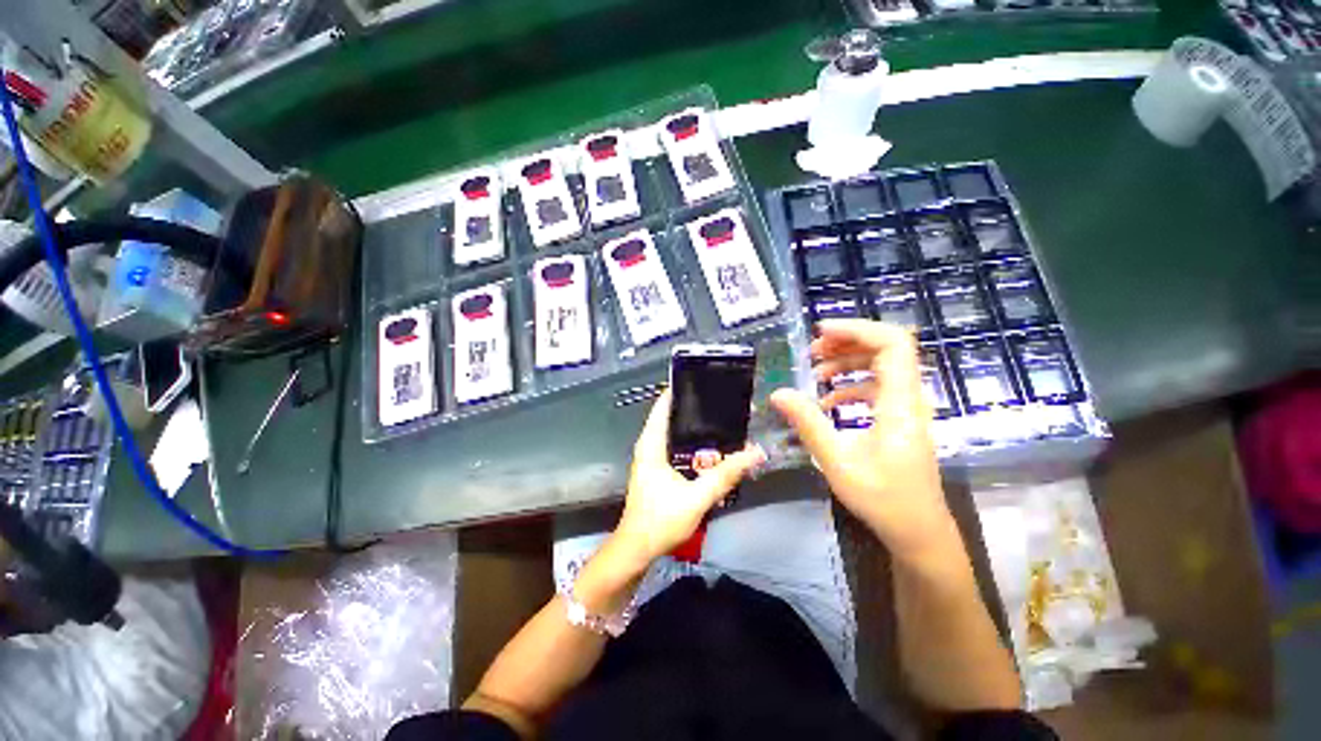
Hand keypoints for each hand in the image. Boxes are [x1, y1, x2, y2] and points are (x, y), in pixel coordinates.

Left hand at [612, 390, 765, 565]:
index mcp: (651, 445)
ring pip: (674, 433)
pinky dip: (691, 443)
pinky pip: (675, 447)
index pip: (663, 406)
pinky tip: (711, 448)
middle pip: (670, 417)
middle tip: (722, 401)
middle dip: (694, 408)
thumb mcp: (697, 497)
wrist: (637, 549)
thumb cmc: (660, 520)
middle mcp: (649, 446)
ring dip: (694, 427)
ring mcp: (651, 458)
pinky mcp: (657, 470)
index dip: (680, 391)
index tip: (704, 380)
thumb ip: (725, 475)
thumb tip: (755, 453)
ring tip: (721, 419)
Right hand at [770, 320, 954, 562]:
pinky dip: (851, 384)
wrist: (918, 531)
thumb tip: (778, 393)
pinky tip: (827, 400)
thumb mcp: (836, 461)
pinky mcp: (899, 419)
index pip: (893, 344)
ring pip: (881, 366)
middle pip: (886, 349)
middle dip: (846, 342)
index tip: (820, 332)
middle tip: (811, 352)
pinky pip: (877, 387)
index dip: (858, 329)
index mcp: (900, 403)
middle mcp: (909, 398)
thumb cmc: (882, 498)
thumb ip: (807, 423)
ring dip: (847, 362)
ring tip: (814, 372)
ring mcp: (907, 408)